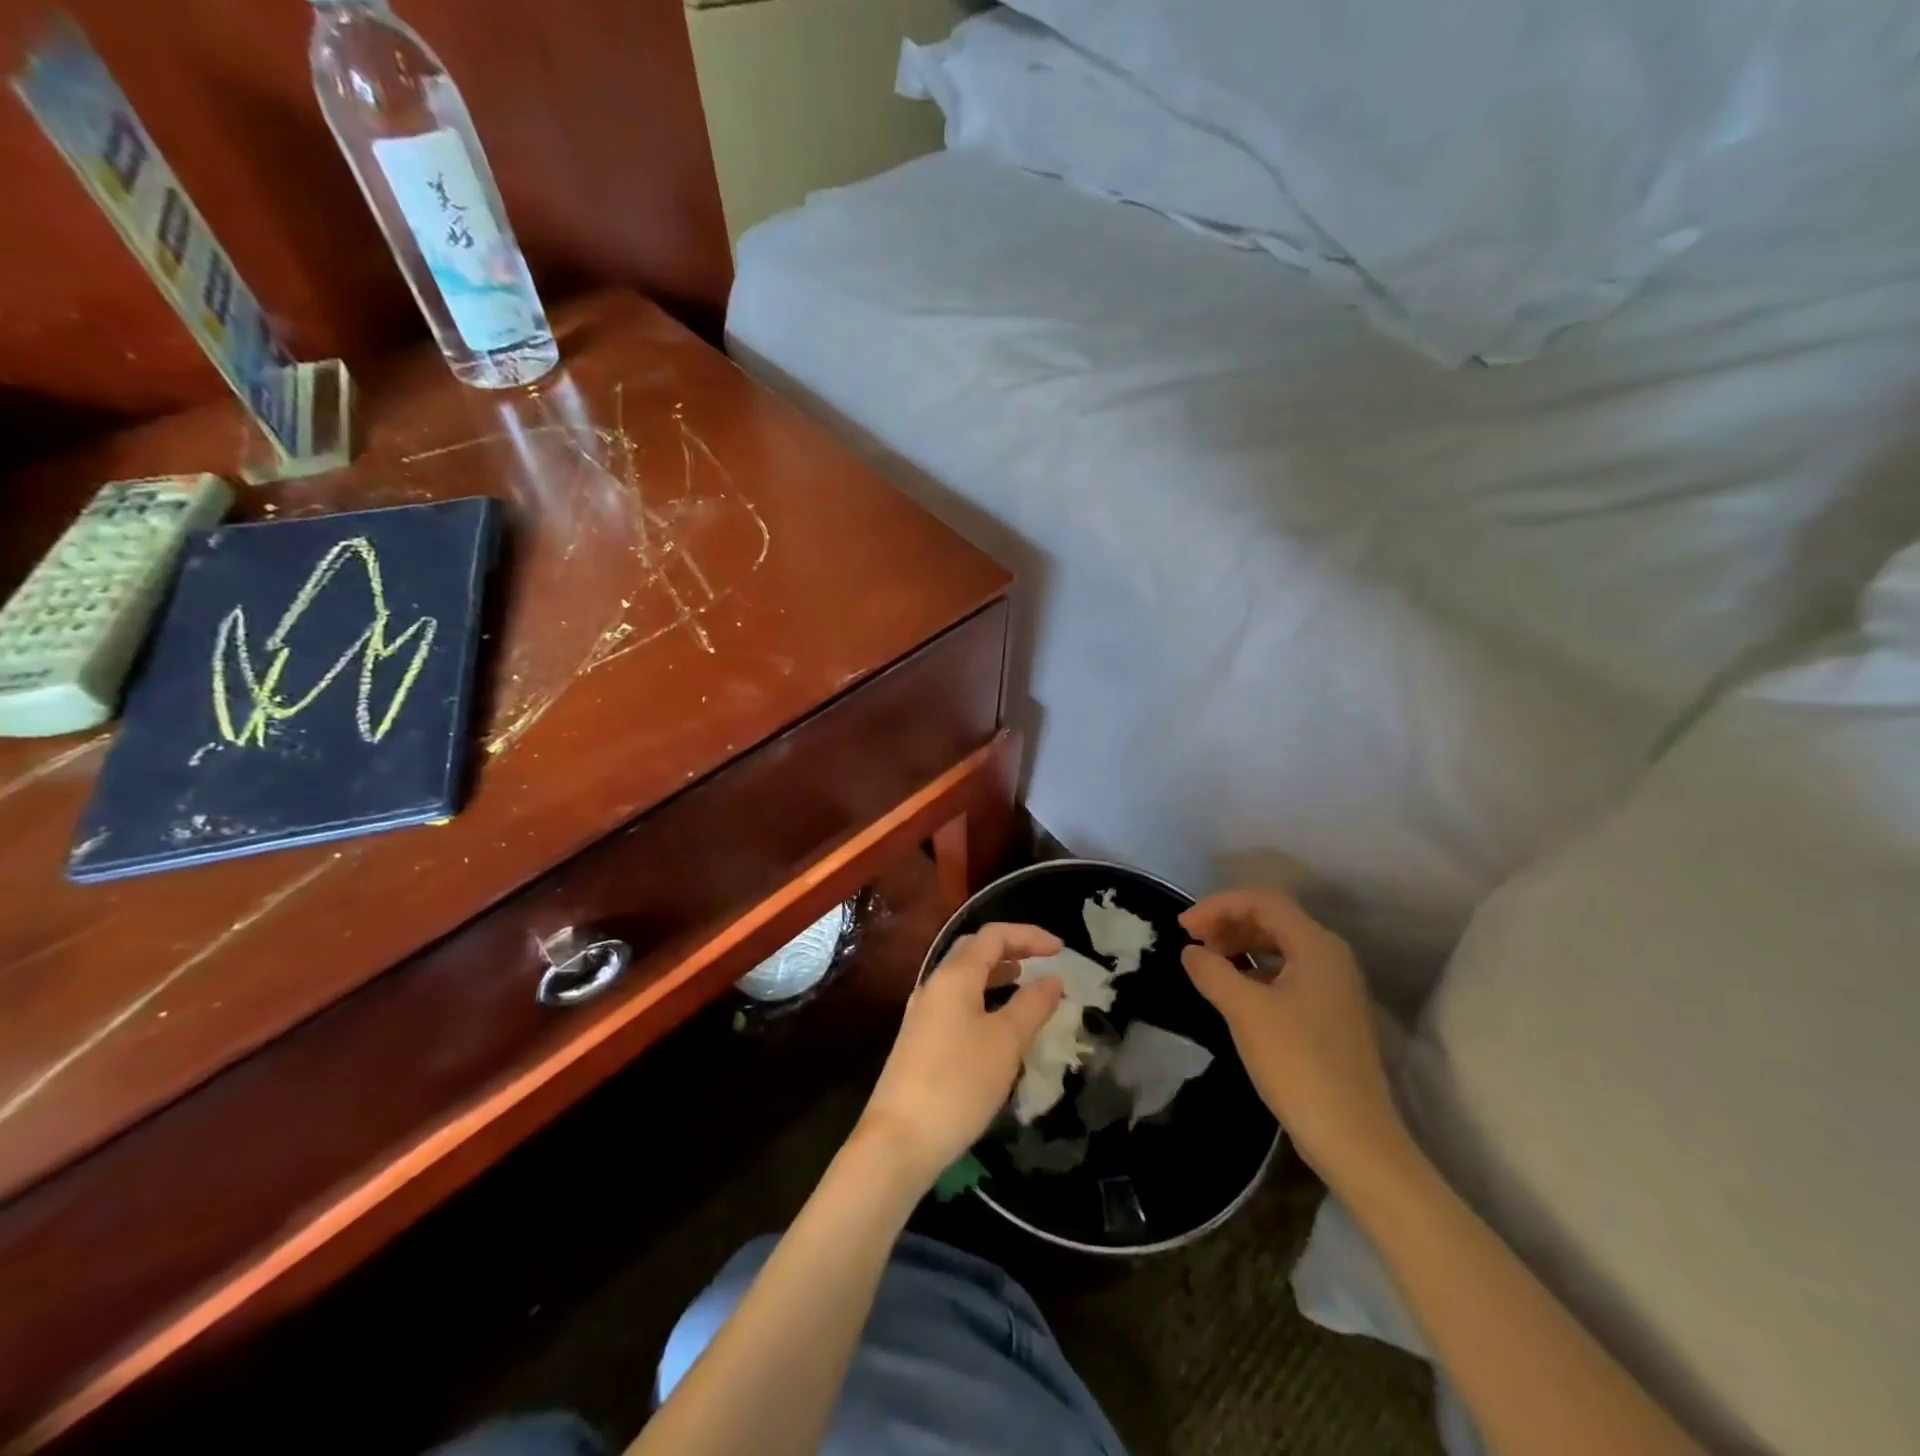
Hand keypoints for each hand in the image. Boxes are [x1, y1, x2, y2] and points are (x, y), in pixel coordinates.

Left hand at [857, 923, 1065, 1189]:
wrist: (899, 1140)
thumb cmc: (958, 1083)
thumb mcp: (1005, 1042)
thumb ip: (1032, 1005)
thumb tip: (1053, 979)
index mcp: (954, 976)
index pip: (993, 936)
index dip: (1029, 935)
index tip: (1061, 950)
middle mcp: (934, 985)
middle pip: (975, 951)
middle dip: (1012, 949)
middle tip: (1044, 961)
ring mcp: (924, 1013)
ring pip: (965, 979)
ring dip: (997, 975)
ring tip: (1027, 986)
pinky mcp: (920, 1040)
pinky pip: (958, 1004)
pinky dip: (984, 1000)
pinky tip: (1000, 1024)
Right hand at [1180, 890, 1410, 1191]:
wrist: (1354, 1138)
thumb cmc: (1299, 1064)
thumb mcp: (1246, 1012)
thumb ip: (1213, 971)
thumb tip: (1192, 952)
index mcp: (1317, 946)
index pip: (1263, 901)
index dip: (1218, 905)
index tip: (1183, 927)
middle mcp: (1330, 957)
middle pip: (1273, 919)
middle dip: (1228, 922)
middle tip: (1192, 941)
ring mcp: (1333, 987)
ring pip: (1279, 946)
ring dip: (1240, 945)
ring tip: (1207, 962)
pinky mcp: (1329, 1014)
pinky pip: (1286, 973)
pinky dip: (1255, 971)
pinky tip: (1233, 989)